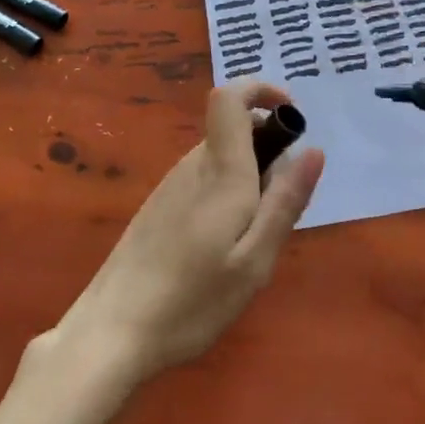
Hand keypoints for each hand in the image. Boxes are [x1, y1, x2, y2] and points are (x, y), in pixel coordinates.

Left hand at [52, 80, 323, 383]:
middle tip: (280, 208)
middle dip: (268, 148)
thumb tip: (314, 150)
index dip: (261, 90)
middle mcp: (193, 166)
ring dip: (249, 175)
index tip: (292, 116)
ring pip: (221, 157)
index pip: (230, 98)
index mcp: (221, 171)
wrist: (110, 333)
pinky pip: (203, 179)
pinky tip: (221, 247)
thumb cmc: (192, 300)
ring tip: (251, 239)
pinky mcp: (159, 206)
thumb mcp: (254, 260)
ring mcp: (171, 184)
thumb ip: (285, 201)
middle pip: (233, 129)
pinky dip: (226, 193)